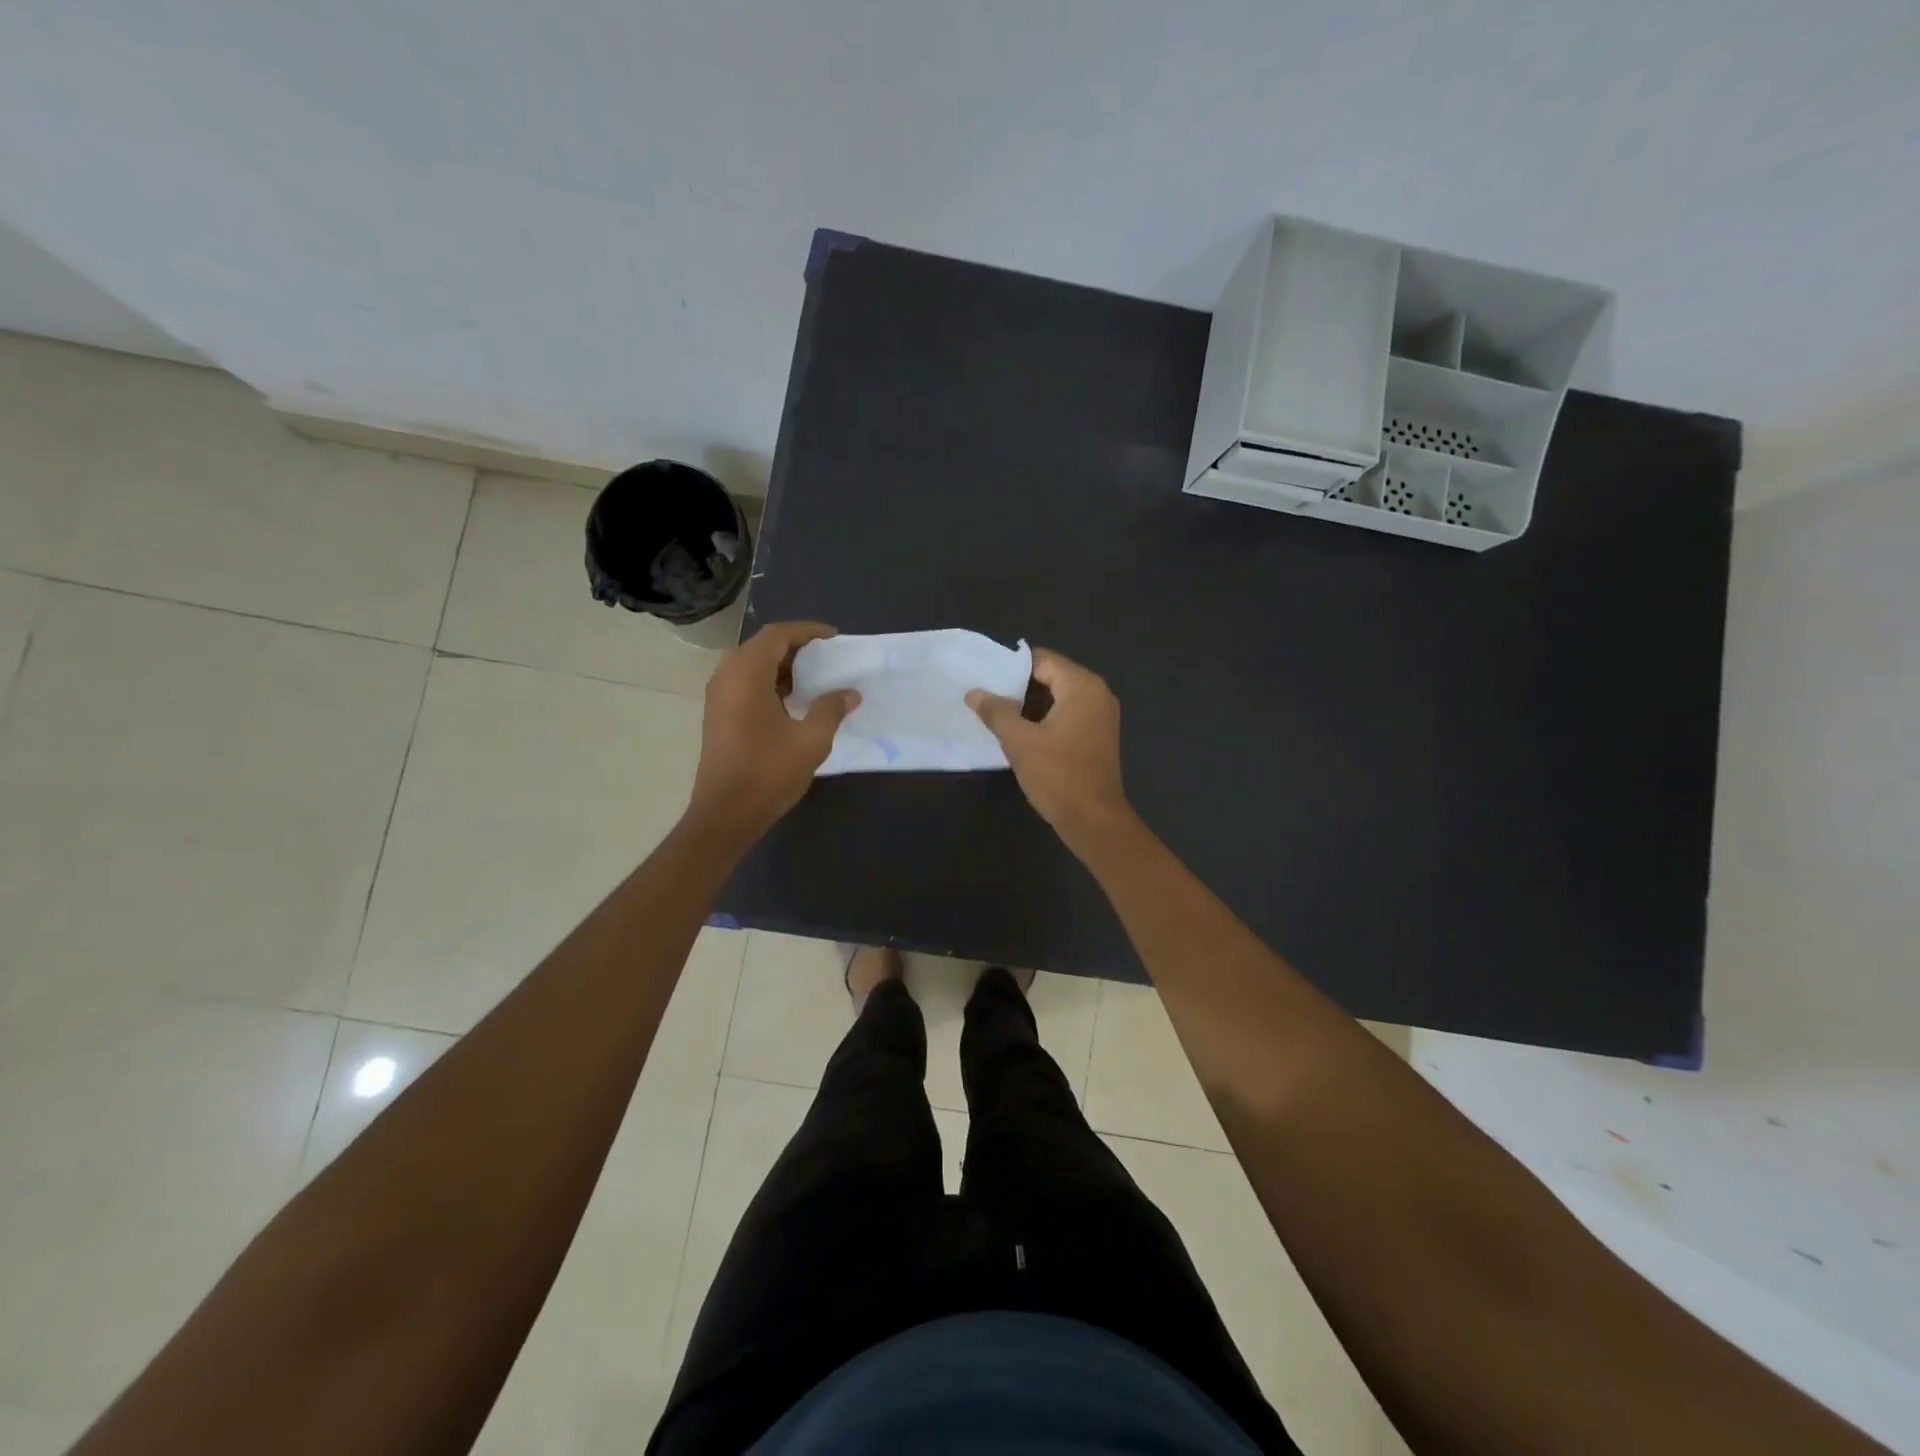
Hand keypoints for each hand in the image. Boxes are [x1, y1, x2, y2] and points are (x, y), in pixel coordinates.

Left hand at [688, 621, 858, 840]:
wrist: (725, 814)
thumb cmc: (768, 772)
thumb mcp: (811, 740)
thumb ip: (831, 709)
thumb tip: (849, 693)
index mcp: (746, 673)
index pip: (777, 634)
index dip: (807, 631)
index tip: (835, 639)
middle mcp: (727, 676)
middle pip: (763, 646)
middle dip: (796, 647)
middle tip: (827, 659)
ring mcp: (718, 696)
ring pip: (752, 665)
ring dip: (783, 666)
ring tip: (815, 679)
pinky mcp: (718, 714)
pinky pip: (745, 683)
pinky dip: (770, 682)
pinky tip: (793, 702)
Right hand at [967, 648, 1130, 847]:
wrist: (1093, 820)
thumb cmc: (1058, 775)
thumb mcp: (1019, 741)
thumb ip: (996, 711)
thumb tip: (974, 692)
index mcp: (1082, 687)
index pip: (1042, 660)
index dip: (1011, 666)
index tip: (984, 675)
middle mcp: (1097, 694)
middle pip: (1052, 676)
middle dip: (1019, 685)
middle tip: (986, 693)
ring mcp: (1101, 716)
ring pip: (1059, 697)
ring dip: (1030, 703)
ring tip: (997, 711)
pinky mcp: (1098, 736)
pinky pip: (1068, 714)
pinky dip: (1045, 717)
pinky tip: (1021, 730)